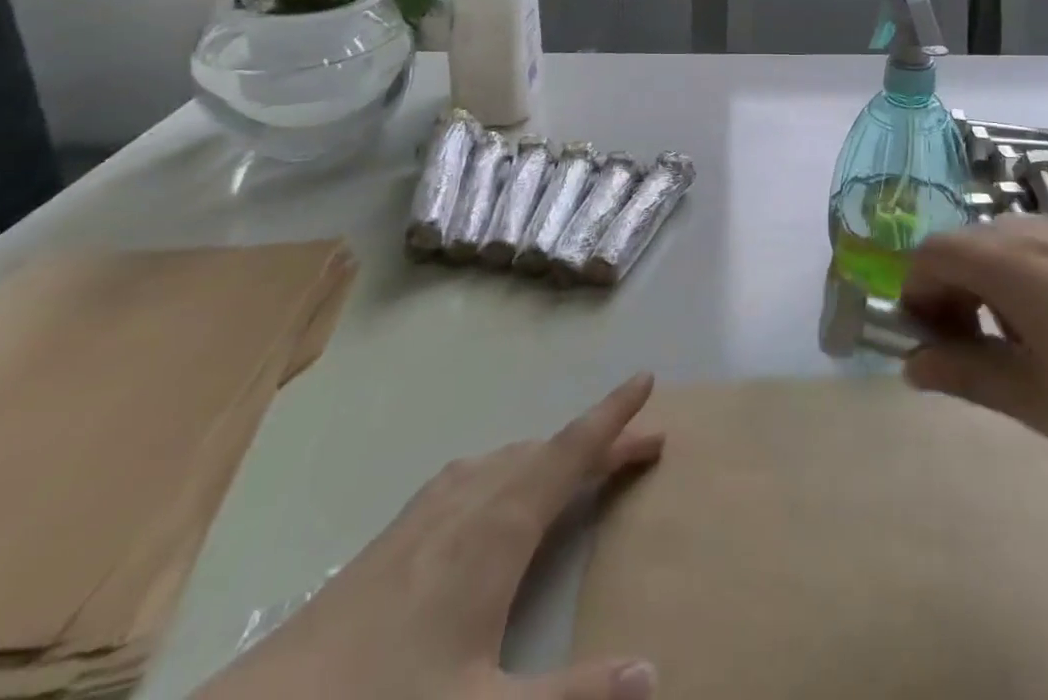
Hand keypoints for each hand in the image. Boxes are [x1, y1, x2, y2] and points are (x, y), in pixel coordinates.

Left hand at [194, 374, 664, 699]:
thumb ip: (573, 698)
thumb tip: (654, 673)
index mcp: (498, 528)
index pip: (571, 450)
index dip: (614, 416)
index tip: (646, 379)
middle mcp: (468, 501)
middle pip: (546, 451)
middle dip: (596, 442)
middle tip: (640, 444)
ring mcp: (425, 514)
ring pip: (506, 460)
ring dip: (551, 454)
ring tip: (578, 466)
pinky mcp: (394, 537)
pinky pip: (471, 476)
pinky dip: (507, 469)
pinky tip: (491, 496)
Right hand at [900, 219, 1047, 486]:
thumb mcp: (1038, 400)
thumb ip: (966, 375)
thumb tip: (912, 365)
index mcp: (1011, 262)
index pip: (932, 253)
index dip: (914, 294)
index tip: (927, 345)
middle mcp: (1037, 231)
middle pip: (966, 245)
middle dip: (950, 293)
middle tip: (967, 354)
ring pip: (1004, 246)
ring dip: (987, 287)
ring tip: (1017, 350)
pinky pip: (1043, 250)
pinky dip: (1025, 281)